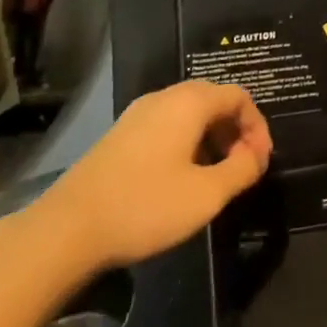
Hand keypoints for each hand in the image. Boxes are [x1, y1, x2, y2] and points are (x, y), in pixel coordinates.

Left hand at [31, 81, 270, 271]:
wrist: (66, 230)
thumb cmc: (145, 206)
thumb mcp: (206, 194)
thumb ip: (242, 170)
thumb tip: (257, 156)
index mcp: (190, 102)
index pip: (239, 96)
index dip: (258, 126)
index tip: (260, 163)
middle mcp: (165, 97)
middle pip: (214, 100)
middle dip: (236, 131)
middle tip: (242, 168)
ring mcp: (138, 114)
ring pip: (189, 114)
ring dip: (212, 139)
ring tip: (215, 177)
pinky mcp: (120, 135)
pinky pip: (167, 126)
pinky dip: (187, 143)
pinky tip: (181, 179)